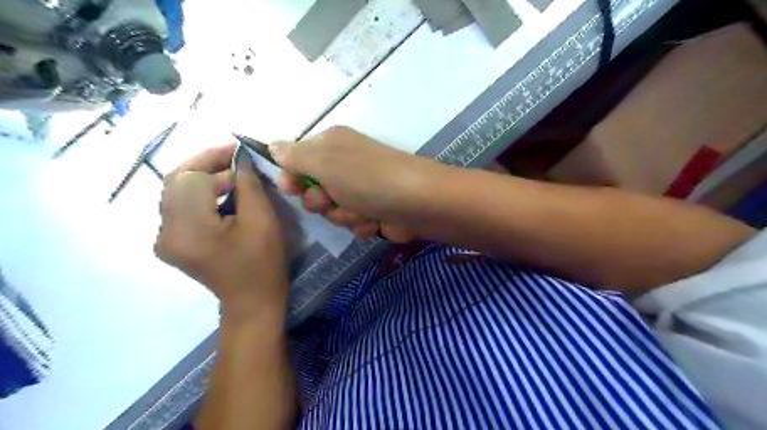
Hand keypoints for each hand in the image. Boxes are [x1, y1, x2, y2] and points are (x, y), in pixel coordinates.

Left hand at [153, 143, 288, 313]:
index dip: (215, 159)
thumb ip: (248, 184)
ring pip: (175, 191)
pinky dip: (199, 192)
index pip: (191, 177)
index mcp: (189, 229)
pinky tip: (220, 191)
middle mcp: (165, 231)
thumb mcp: (262, 221)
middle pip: (176, 180)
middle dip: (206, 163)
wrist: (252, 300)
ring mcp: (164, 238)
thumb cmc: (263, 263)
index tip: (241, 151)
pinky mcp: (171, 241)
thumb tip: (241, 157)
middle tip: (235, 156)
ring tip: (231, 172)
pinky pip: (179, 206)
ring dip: (202, 176)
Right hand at [270, 126, 440, 240]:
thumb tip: (272, 145)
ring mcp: (361, 190)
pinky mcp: (373, 211)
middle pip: (313, 190)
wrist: (416, 203)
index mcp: (332, 145)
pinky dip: (361, 224)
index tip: (292, 187)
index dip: (292, 176)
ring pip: (333, 211)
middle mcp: (345, 166)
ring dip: (343, 215)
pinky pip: (353, 223)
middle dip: (320, 201)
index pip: (298, 159)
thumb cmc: (366, 178)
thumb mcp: (324, 161)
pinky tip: (374, 220)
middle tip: (330, 199)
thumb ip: (294, 155)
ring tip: (360, 210)